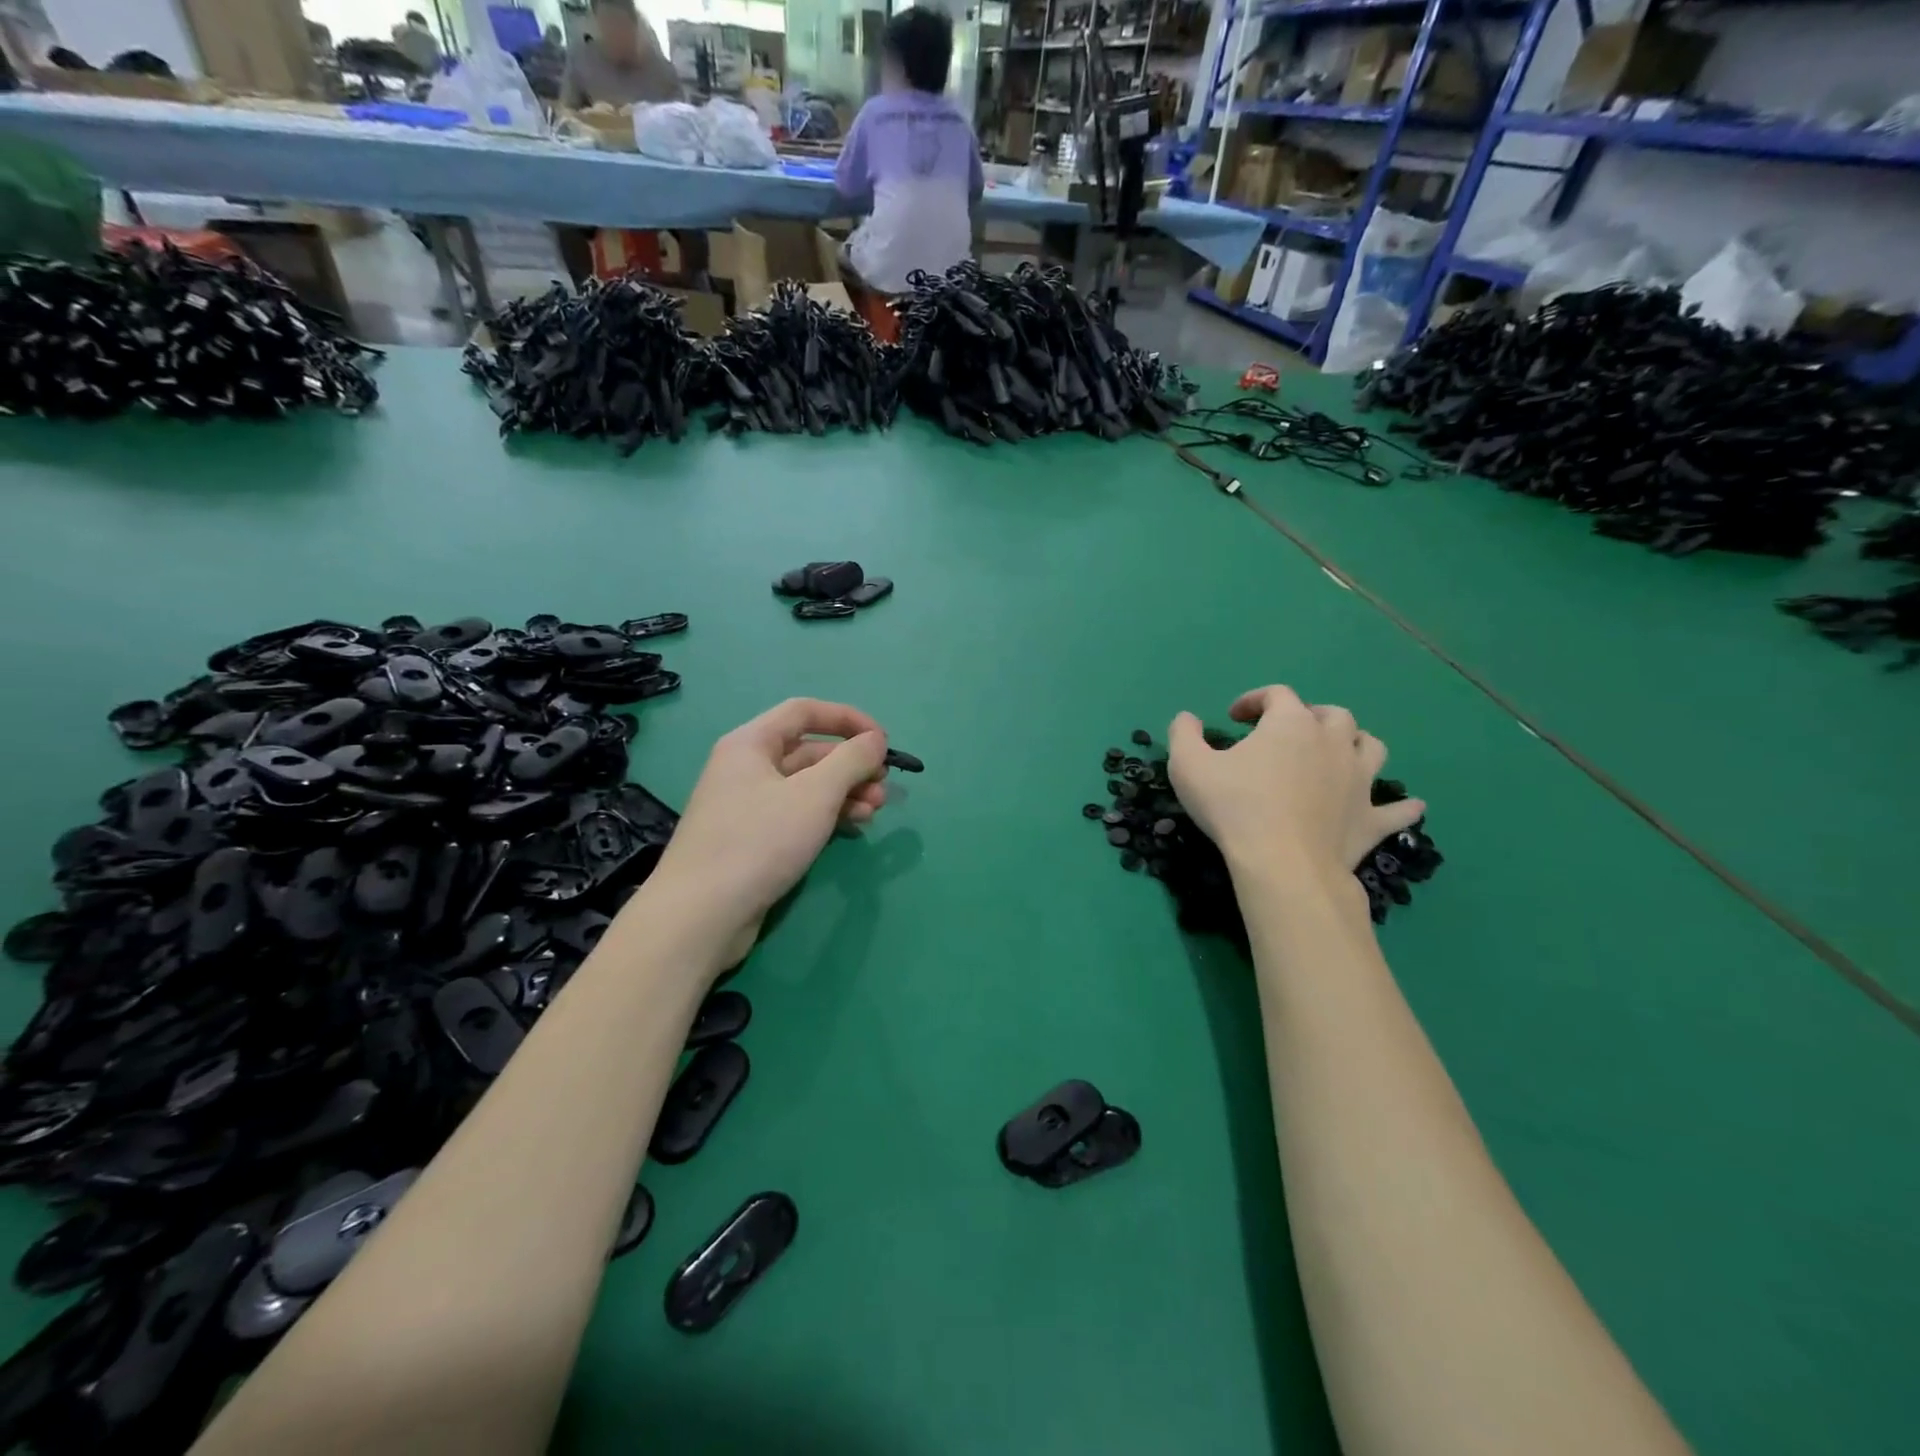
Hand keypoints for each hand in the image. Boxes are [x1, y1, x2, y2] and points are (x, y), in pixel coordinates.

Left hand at [643, 698, 889, 968]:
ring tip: (874, 811)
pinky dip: (827, 815)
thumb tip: (876, 740)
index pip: (805, 711)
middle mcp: (747, 768)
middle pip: (809, 751)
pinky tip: (852, 828)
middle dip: (851, 765)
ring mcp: (748, 806)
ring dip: (845, 792)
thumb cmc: (759, 841)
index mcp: (751, 744)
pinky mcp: (753, 840)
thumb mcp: (815, 795)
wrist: (701, 915)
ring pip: (807, 786)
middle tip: (884, 787)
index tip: (883, 741)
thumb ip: (851, 760)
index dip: (848, 719)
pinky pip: (798, 814)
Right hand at [1168, 686, 1424, 879]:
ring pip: (1371, 747)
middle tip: (1287, 733)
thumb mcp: (1188, 765)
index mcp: (1290, 724)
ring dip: (1356, 744)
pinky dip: (1402, 806)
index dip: (1254, 699)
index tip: (1234, 717)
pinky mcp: (1370, 819)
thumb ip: (1184, 734)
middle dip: (1310, 716)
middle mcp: (1332, 743)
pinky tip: (1408, 805)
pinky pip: (1397, 809)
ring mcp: (1359, 781)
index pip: (1277, 695)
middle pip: (1332, 715)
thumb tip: (1187, 718)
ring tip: (1339, 754)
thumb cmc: (1233, 807)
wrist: (1281, 864)